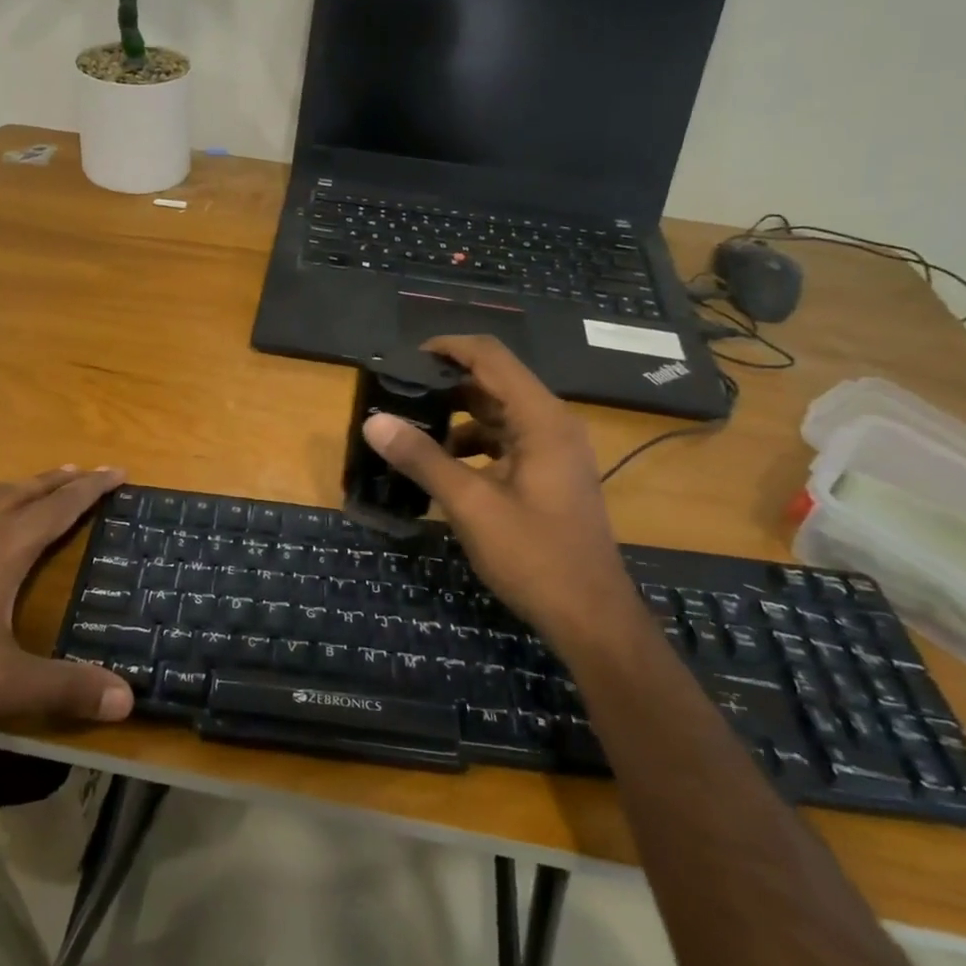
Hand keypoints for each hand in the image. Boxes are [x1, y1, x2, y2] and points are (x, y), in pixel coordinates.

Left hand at [0, 467, 135, 730]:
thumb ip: (67, 688)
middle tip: (88, 471)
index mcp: (3, 553)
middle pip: (26, 496)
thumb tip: (127, 699)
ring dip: (18, 486)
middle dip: (60, 482)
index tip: (116, 471)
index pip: (58, 510)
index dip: (90, 490)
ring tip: (36, 479)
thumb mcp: (6, 685)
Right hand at [361, 336, 633, 632]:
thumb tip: (373, 422)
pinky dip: (473, 443)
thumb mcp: (471, 505)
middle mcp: (552, 423)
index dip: (447, 347)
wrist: (591, 617)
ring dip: (457, 415)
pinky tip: (442, 464)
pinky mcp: (549, 474)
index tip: (404, 358)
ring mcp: (554, 450)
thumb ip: (422, 459)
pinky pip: (506, 441)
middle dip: (446, 382)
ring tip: (412, 427)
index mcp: (541, 418)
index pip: (490, 357)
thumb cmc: (534, 556)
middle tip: (400, 392)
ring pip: (498, 413)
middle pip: (494, 381)